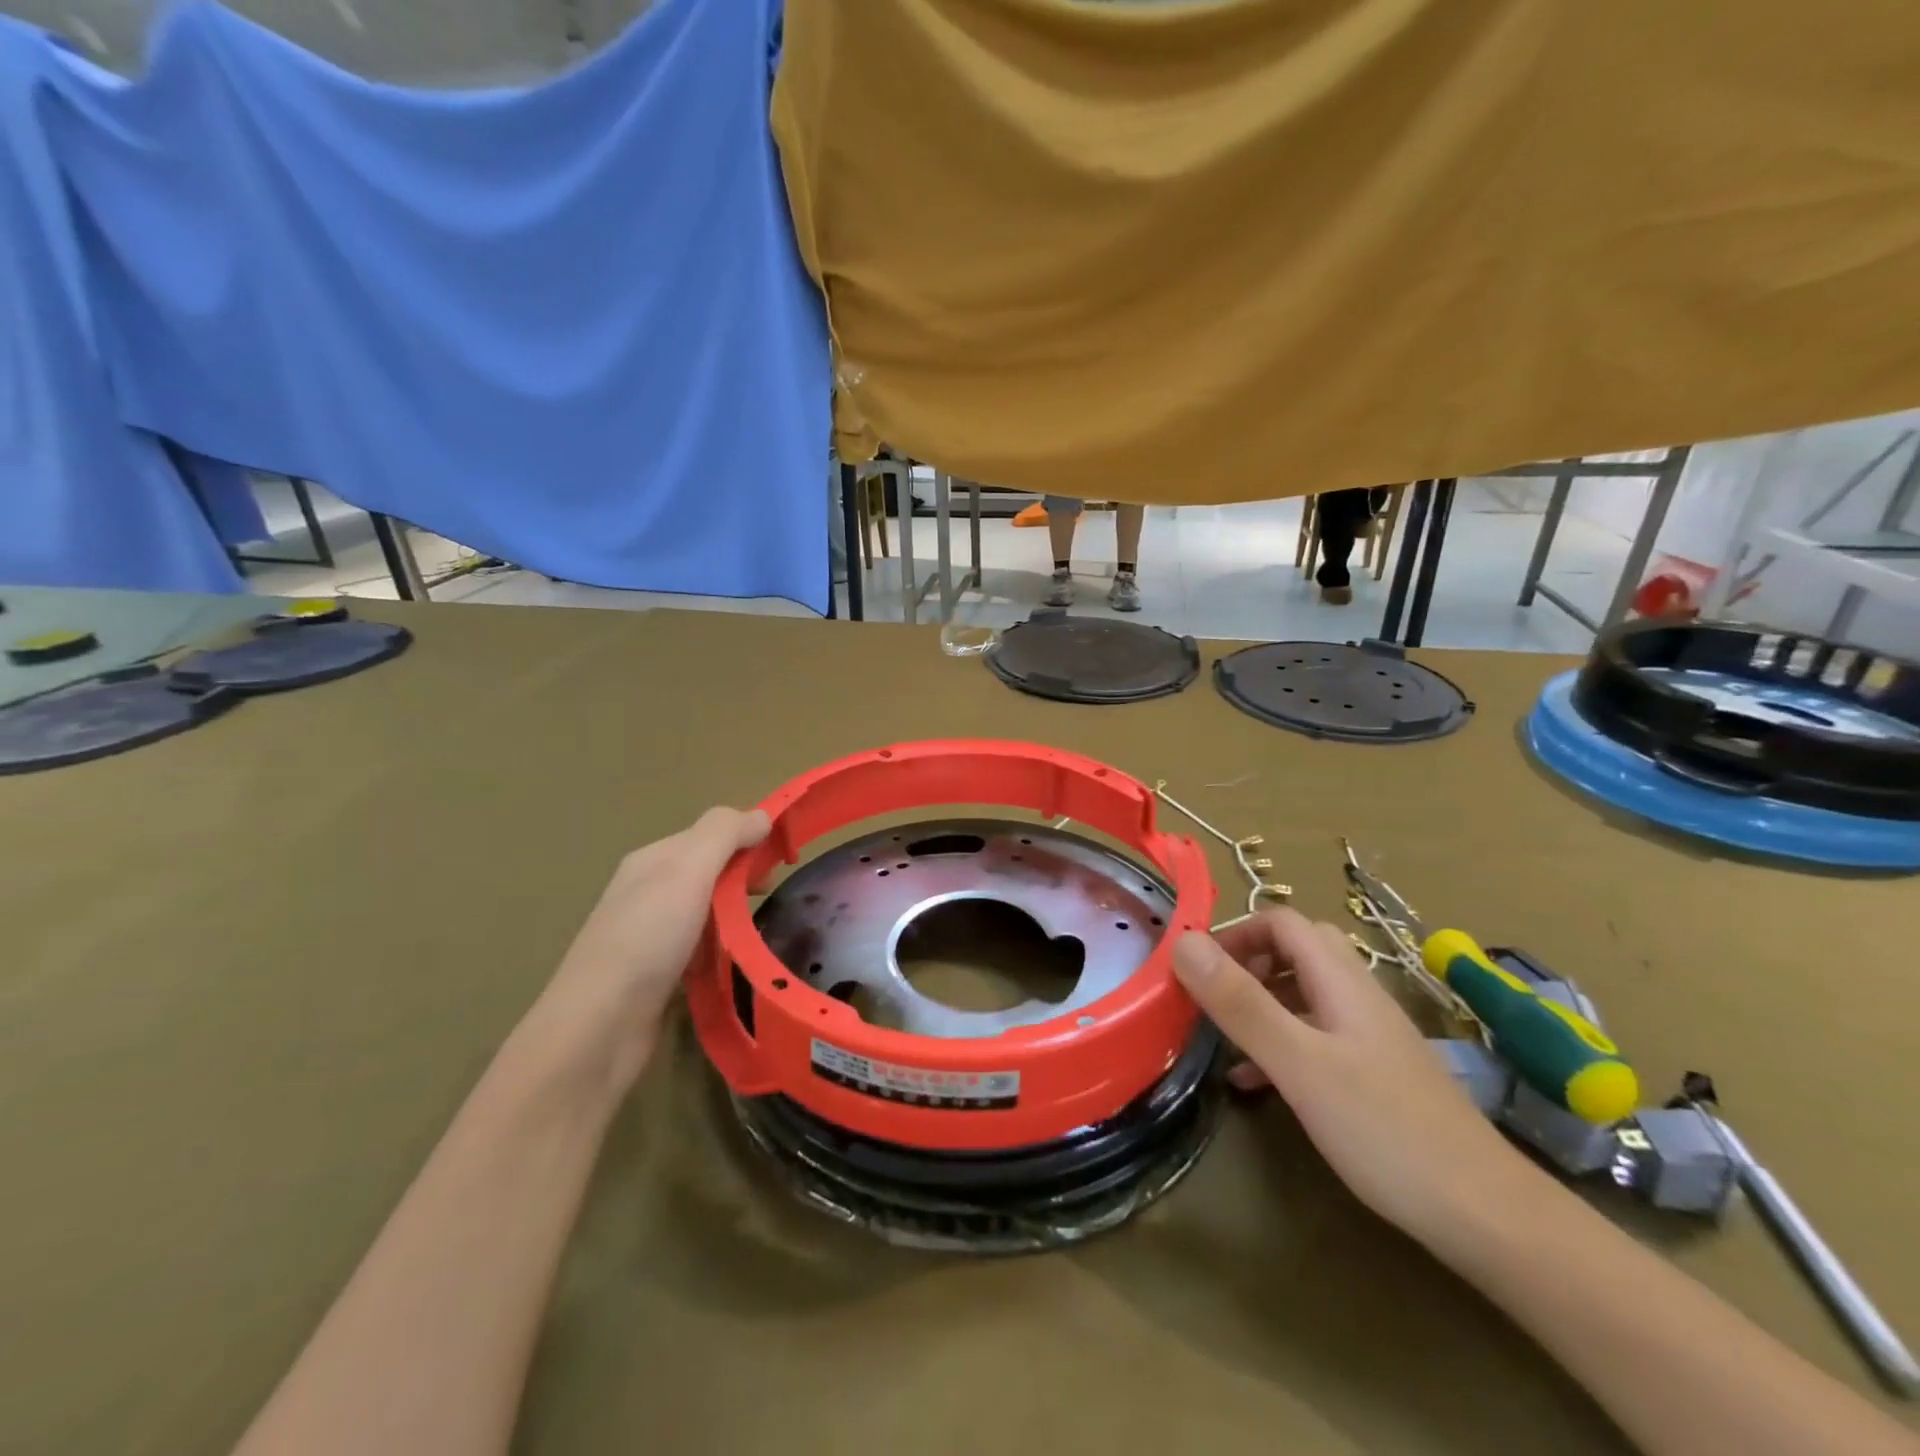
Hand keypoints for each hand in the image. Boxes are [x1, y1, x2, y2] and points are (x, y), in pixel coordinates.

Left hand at [520, 807, 770, 1095]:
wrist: (599, 1027)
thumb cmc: (647, 939)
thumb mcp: (687, 871)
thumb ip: (724, 835)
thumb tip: (760, 815)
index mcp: (653, 859)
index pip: (710, 833)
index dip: (748, 837)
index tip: (785, 857)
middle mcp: (648, 890)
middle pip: (708, 869)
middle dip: (743, 875)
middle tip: (774, 891)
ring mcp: (649, 933)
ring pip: (705, 910)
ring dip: (733, 913)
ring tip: (761, 926)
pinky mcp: (655, 973)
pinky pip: (698, 947)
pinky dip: (719, 948)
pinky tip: (733, 960)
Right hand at [1172, 910, 1543, 1249]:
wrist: (1487, 1216)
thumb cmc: (1385, 1130)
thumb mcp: (1299, 1063)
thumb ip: (1240, 1002)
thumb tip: (1183, 942)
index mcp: (1341, 980)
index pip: (1282, 922)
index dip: (1235, 932)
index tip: (1196, 967)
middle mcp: (1357, 997)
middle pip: (1296, 951)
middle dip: (1246, 962)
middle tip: (1211, 996)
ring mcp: (1369, 1037)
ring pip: (1304, 994)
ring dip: (1258, 1002)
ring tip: (1219, 1035)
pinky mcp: (1374, 1075)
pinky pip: (1314, 1037)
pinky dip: (1278, 1043)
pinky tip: (1252, 1082)